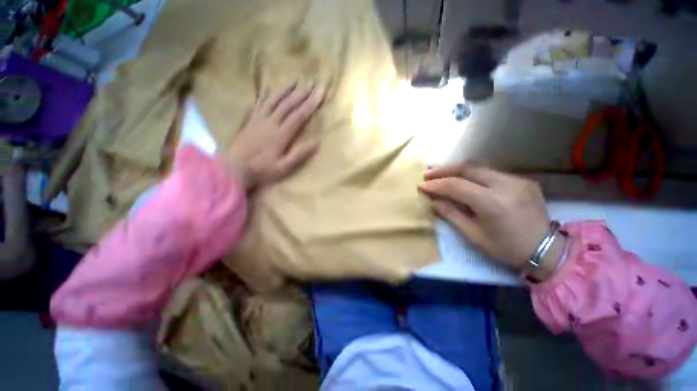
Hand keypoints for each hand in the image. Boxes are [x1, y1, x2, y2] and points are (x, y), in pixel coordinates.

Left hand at [226, 83, 323, 187]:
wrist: (233, 168)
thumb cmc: (261, 170)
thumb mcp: (284, 167)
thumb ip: (300, 154)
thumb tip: (317, 142)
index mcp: (281, 135)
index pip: (299, 115)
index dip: (310, 104)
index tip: (320, 93)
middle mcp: (271, 123)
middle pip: (288, 105)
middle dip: (302, 93)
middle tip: (312, 82)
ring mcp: (259, 120)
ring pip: (274, 100)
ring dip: (286, 90)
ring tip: (296, 81)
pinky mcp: (251, 120)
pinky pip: (260, 103)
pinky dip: (267, 94)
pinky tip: (271, 88)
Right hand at [418, 164, 564, 280]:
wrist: (547, 250)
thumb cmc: (506, 248)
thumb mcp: (473, 235)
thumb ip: (451, 214)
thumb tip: (434, 201)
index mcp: (493, 203)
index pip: (457, 186)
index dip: (437, 184)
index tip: (422, 185)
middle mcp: (506, 185)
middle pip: (468, 168)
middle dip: (444, 169)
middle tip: (428, 174)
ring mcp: (517, 180)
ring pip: (479, 167)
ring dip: (457, 169)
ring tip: (441, 174)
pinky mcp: (522, 179)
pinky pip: (491, 172)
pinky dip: (472, 174)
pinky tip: (463, 180)